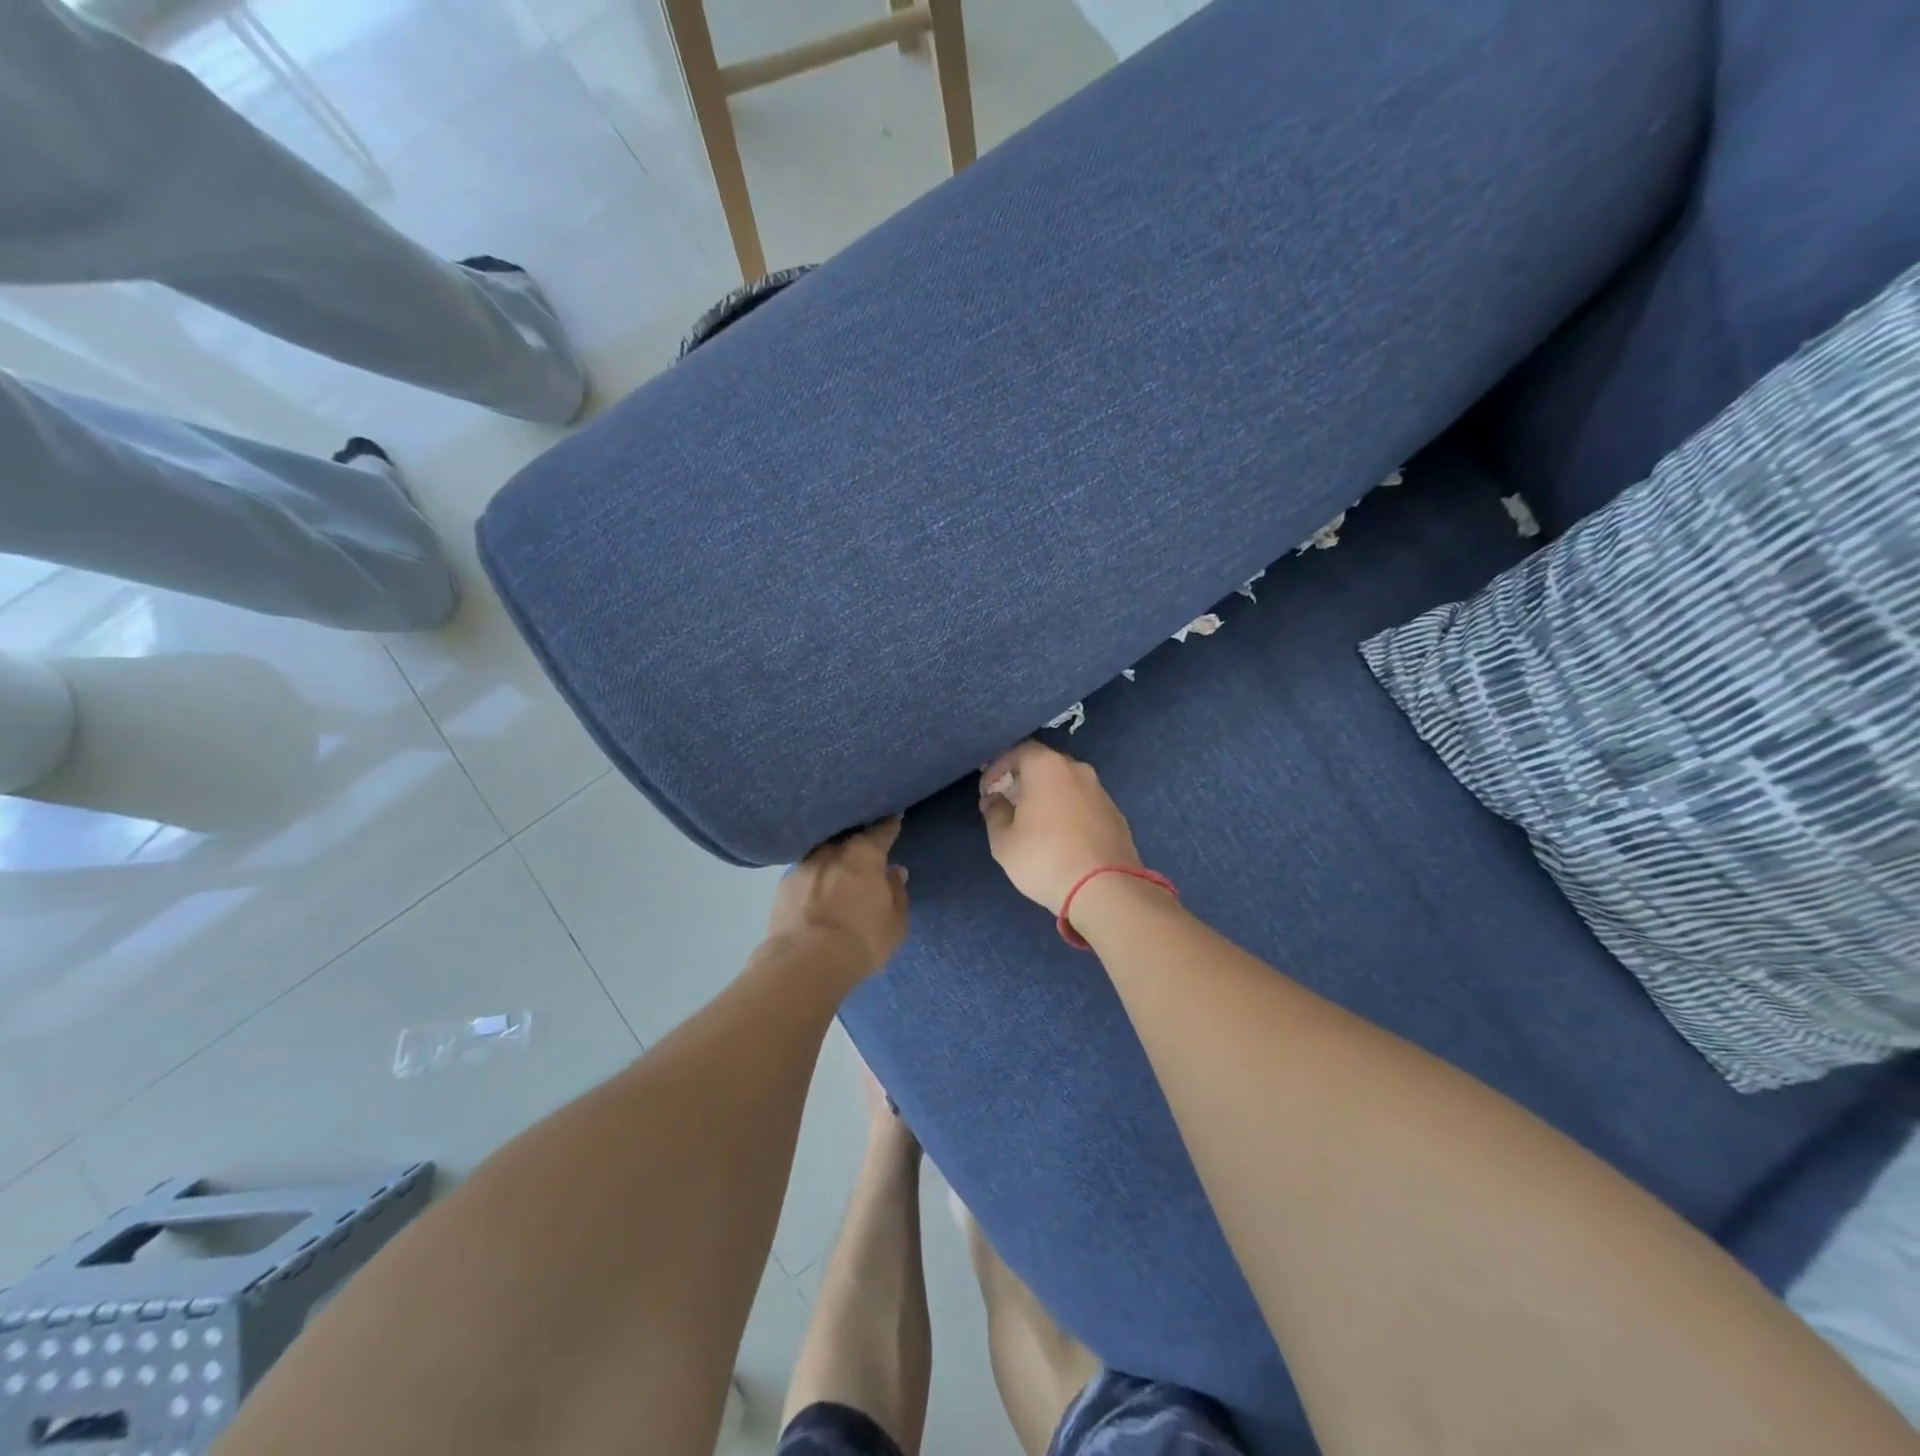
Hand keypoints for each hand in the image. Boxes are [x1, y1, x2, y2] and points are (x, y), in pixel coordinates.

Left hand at [766, 818, 909, 983]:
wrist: (804, 964)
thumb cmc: (861, 941)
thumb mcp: (895, 924)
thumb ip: (897, 893)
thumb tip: (894, 872)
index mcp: (864, 855)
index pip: (881, 831)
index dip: (889, 825)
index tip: (893, 818)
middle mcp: (832, 851)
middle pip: (848, 838)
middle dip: (858, 842)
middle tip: (865, 850)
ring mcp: (803, 866)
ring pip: (822, 854)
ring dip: (831, 859)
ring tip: (837, 870)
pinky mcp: (782, 886)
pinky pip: (804, 874)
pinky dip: (812, 879)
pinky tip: (814, 890)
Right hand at [978, 741, 1141, 912]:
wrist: (1104, 889)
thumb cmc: (1044, 858)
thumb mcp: (1004, 840)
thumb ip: (995, 813)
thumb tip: (994, 799)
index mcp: (1047, 767)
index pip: (1018, 751)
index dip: (999, 766)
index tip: (988, 789)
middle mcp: (1077, 770)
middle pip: (1045, 765)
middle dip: (1025, 779)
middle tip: (1010, 802)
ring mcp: (1101, 791)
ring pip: (1068, 784)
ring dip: (1049, 796)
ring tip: (1036, 822)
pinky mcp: (1117, 815)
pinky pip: (1085, 804)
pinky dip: (1070, 812)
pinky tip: (1063, 837)